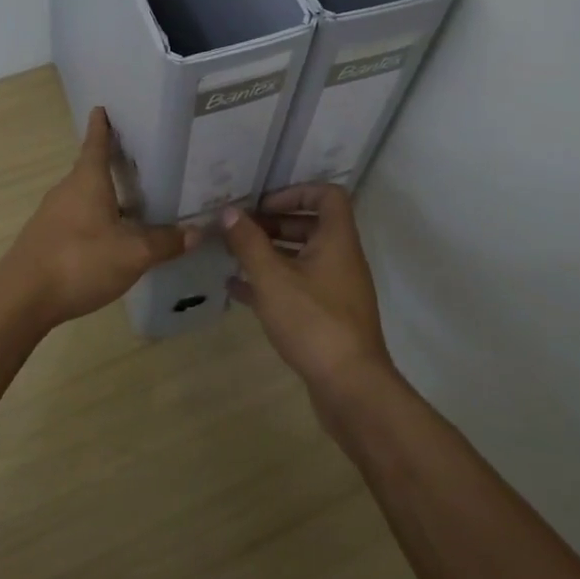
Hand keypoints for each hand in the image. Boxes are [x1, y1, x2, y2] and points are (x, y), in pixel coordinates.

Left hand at [0, 107, 197, 329]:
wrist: (22, 298)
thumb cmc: (79, 261)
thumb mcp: (132, 253)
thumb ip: (165, 242)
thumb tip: (197, 232)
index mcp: (87, 181)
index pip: (96, 144)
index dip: (102, 126)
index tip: (102, 108)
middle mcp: (67, 191)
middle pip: (90, 170)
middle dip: (112, 164)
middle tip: (140, 161)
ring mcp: (52, 215)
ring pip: (84, 196)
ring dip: (104, 195)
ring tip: (133, 202)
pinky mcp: (45, 239)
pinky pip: (76, 219)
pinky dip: (95, 219)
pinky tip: (110, 237)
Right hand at [220, 184, 394, 395]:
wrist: (350, 386)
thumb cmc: (313, 321)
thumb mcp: (272, 278)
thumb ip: (249, 242)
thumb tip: (229, 212)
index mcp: (337, 241)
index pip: (327, 195)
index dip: (295, 192)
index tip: (263, 205)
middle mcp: (341, 259)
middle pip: (310, 226)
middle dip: (273, 224)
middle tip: (240, 231)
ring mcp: (336, 290)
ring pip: (301, 258)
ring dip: (269, 253)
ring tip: (232, 256)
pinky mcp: (328, 317)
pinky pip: (298, 287)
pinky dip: (271, 283)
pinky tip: (238, 291)